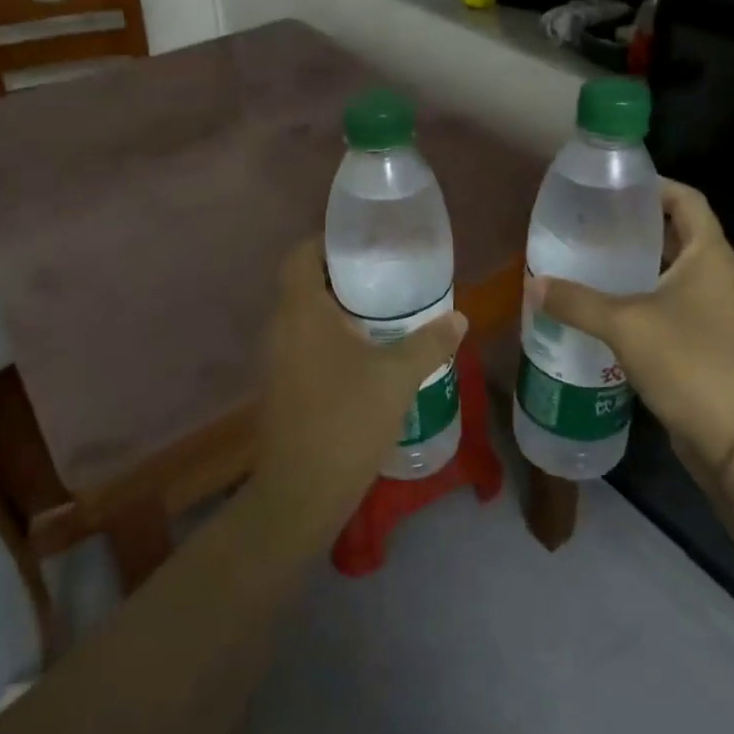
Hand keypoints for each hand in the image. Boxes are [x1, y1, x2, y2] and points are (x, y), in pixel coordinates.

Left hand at [248, 240, 467, 548]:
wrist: (301, 491)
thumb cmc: (347, 419)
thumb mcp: (397, 377)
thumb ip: (429, 343)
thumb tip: (459, 318)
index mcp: (300, 310)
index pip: (301, 254)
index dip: (327, 242)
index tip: (364, 245)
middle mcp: (279, 326)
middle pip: (302, 282)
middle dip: (340, 276)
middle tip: (383, 277)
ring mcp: (274, 358)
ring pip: (302, 315)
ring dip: (334, 309)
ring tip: (379, 313)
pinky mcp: (278, 384)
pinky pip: (301, 342)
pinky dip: (326, 337)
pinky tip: (361, 356)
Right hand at [532, 180, 733, 480]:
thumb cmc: (688, 361)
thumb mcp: (624, 324)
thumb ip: (576, 301)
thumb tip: (532, 284)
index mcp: (709, 255)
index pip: (685, 199)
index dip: (652, 186)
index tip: (612, 186)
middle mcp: (718, 275)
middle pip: (677, 234)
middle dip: (635, 226)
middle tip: (589, 224)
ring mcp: (717, 310)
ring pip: (672, 272)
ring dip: (636, 265)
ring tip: (590, 261)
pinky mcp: (709, 341)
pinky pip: (672, 304)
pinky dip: (642, 298)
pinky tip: (605, 309)